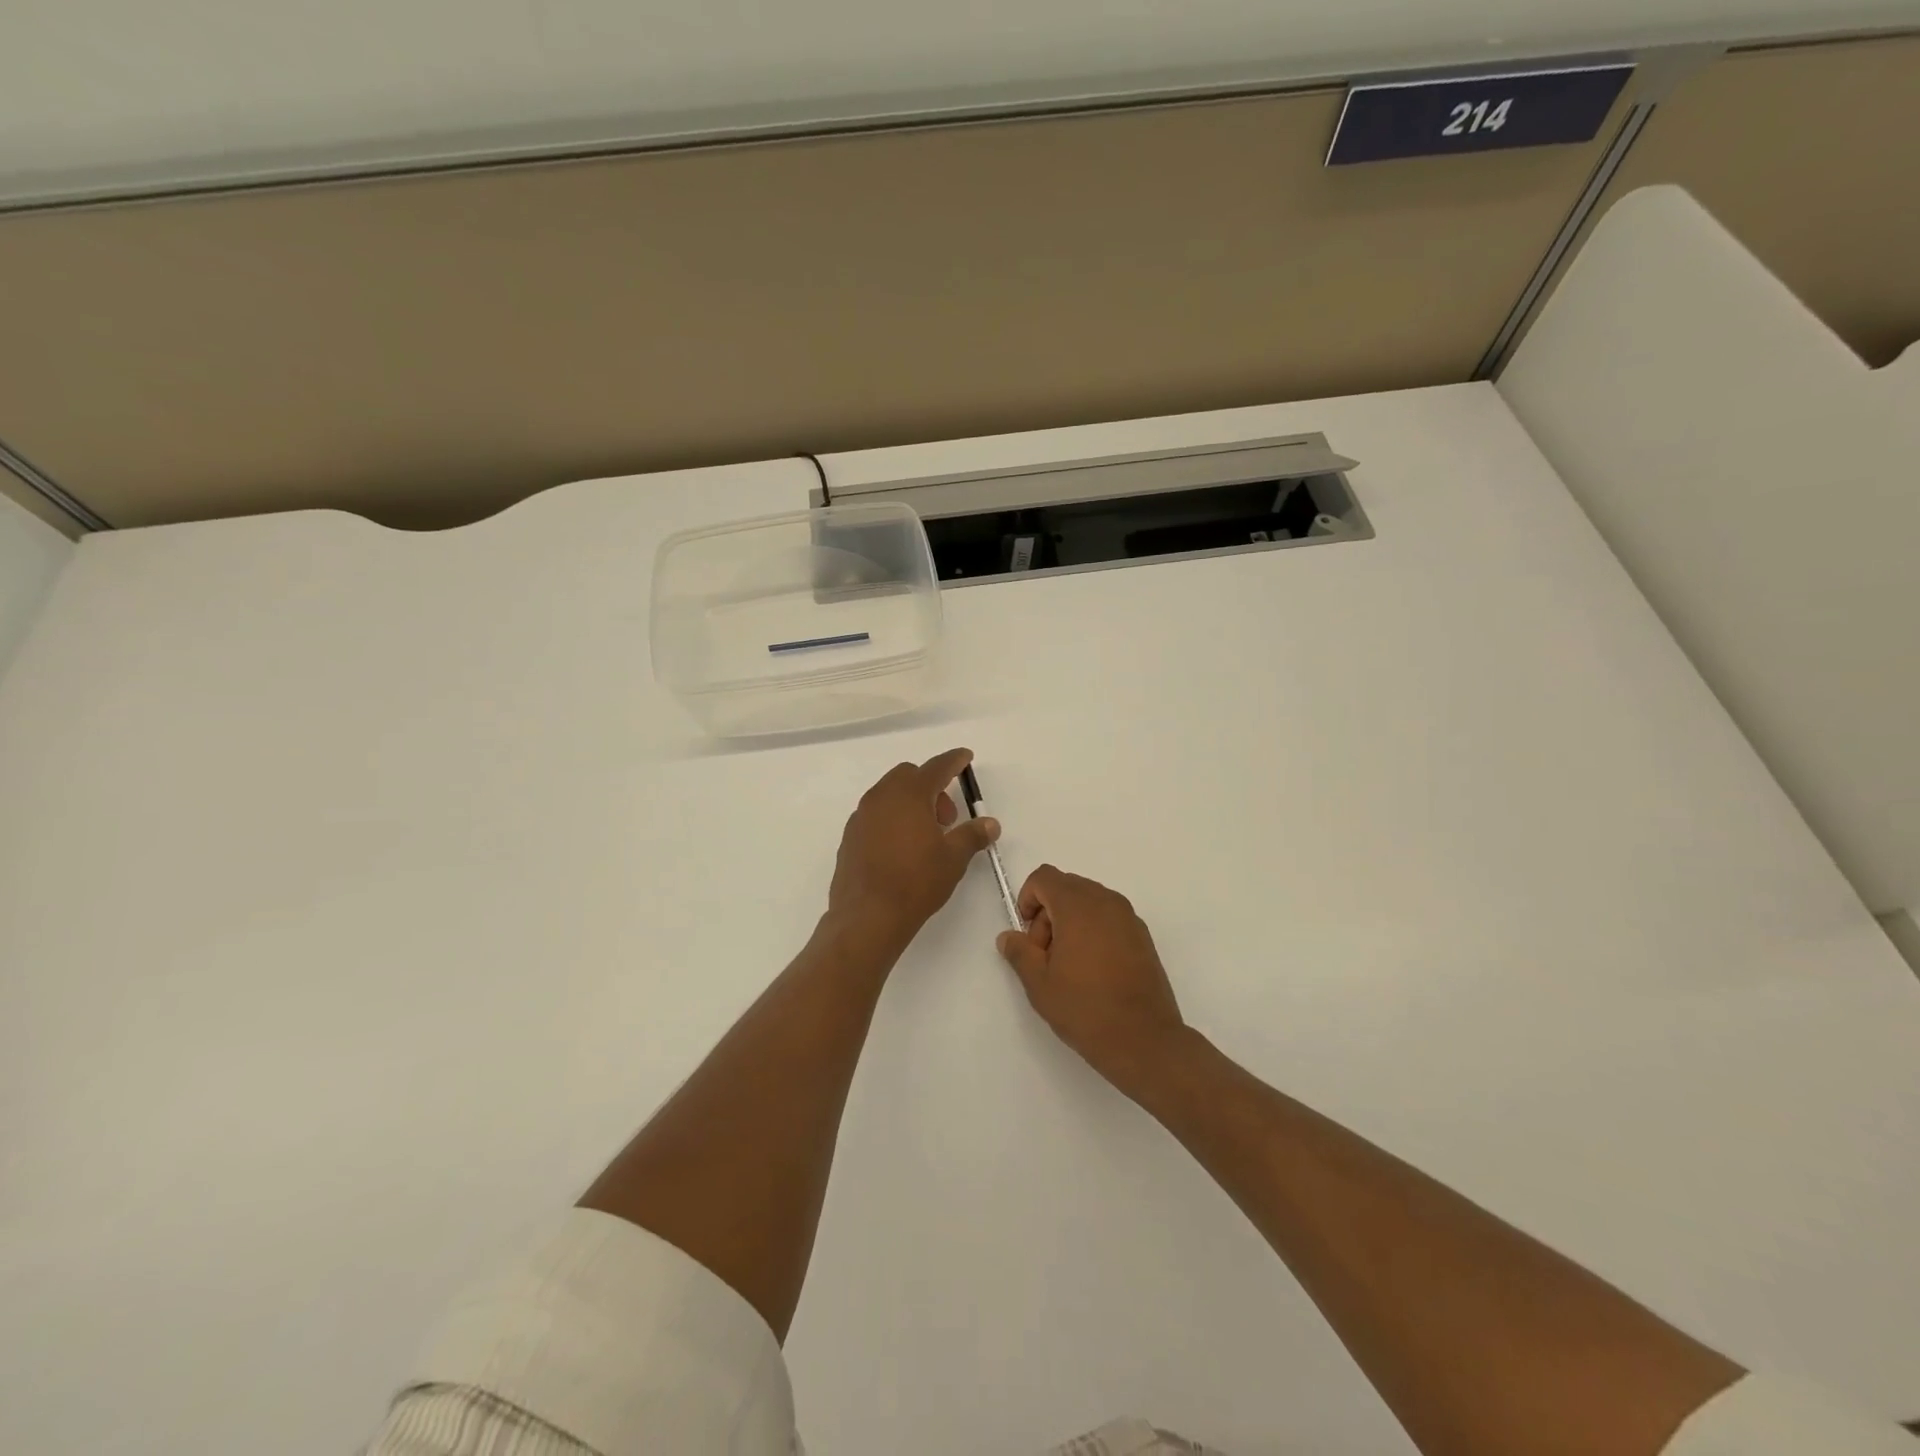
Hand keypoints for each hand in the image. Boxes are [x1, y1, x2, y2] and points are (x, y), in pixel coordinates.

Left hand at [827, 748, 999, 950]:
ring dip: (911, 803)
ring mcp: (861, 816)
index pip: (936, 767)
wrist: (867, 916)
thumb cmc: (916, 882)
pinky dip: (892, 819)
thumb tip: (990, 823)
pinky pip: (875, 815)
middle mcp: (881, 797)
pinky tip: (902, 848)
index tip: (965, 757)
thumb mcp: (953, 858)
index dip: (954, 761)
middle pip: (909, 776)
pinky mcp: (850, 837)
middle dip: (932, 787)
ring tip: (926, 836)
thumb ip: (973, 835)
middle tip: (947, 818)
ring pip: (889, 795)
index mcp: (909, 794)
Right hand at [997, 866, 1187, 1093]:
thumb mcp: (1039, 984)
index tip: (1028, 936)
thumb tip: (1009, 937)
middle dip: (1048, 913)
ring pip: (1088, 902)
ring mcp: (1128, 917)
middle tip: (1045, 955)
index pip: (1044, 877)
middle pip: (1066, 887)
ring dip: (1070, 921)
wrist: (1144, 1040)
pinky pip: (1108, 917)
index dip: (1028, 899)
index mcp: (1078, 906)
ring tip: (1069, 965)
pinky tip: (1093, 970)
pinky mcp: (1142, 936)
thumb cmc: (1085, 1009)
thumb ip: (1019, 952)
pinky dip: (1093, 930)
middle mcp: (1106, 902)